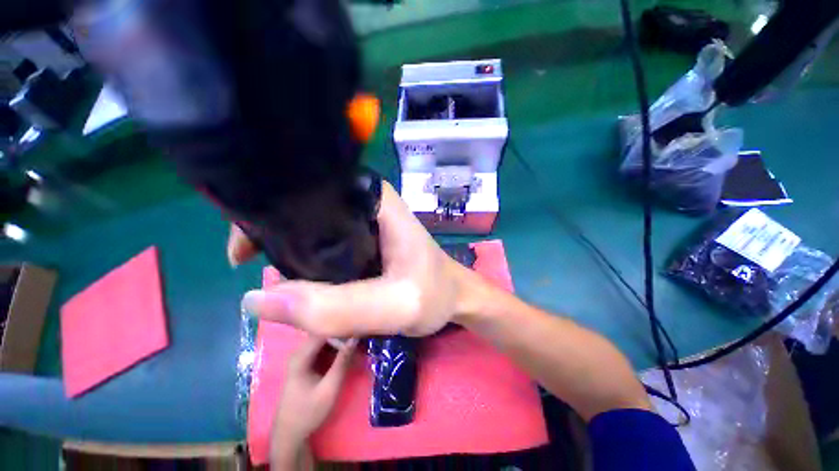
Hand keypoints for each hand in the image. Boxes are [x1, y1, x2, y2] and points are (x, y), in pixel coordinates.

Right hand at [237, 181, 474, 337]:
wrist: (453, 298)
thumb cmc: (436, 294)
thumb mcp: (398, 305)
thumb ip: (339, 307)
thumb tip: (259, 300)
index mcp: (375, 201)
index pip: (314, 186)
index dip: (274, 206)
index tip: (247, 239)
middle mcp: (366, 205)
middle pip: (308, 208)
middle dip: (275, 232)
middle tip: (248, 263)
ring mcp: (363, 223)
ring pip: (314, 229)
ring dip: (289, 251)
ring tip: (269, 278)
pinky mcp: (362, 242)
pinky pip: (324, 246)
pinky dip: (307, 263)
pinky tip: (297, 282)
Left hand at [271, 337, 356, 467]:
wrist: (289, 435)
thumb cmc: (308, 412)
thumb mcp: (329, 388)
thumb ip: (342, 361)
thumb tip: (356, 338)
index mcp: (301, 356)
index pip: (324, 331)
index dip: (342, 327)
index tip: (360, 328)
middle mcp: (300, 352)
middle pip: (324, 333)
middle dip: (343, 334)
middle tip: (362, 335)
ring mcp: (302, 357)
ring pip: (325, 340)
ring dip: (341, 341)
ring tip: (358, 342)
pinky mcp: (306, 363)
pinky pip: (323, 349)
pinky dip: (336, 349)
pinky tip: (348, 352)